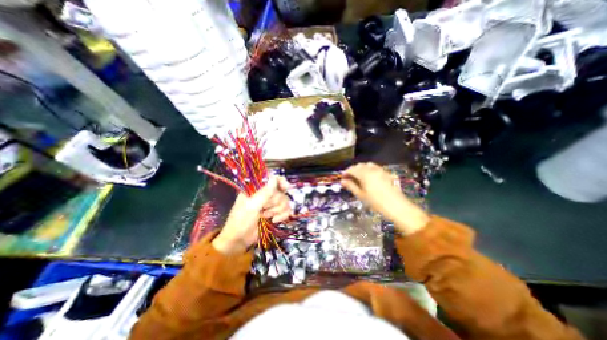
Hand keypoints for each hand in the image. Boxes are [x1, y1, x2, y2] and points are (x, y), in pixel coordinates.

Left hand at [213, 176, 290, 253]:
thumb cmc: (241, 221)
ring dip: (277, 210)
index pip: (272, 178)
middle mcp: (266, 194)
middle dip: (274, 202)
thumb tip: (274, 178)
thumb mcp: (251, 206)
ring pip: (285, 201)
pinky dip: (282, 216)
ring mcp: (271, 204)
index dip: (280, 181)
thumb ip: (264, 193)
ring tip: (266, 217)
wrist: (240, 240)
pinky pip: (287, 210)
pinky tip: (274, 221)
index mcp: (257, 188)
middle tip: (263, 209)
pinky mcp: (276, 213)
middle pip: (281, 191)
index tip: (285, 188)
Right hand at [341, 163, 430, 234]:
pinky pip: (375, 167)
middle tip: (349, 178)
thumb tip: (343, 181)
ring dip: (361, 169)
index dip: (346, 172)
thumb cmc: (376, 203)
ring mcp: (381, 170)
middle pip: (359, 166)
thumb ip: (351, 186)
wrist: (397, 206)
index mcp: (365, 174)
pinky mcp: (386, 173)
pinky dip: (369, 169)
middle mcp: (372, 169)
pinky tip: (369, 177)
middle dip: (353, 170)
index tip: (342, 177)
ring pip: (367, 165)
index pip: (352, 169)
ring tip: (358, 177)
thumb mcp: (361, 195)